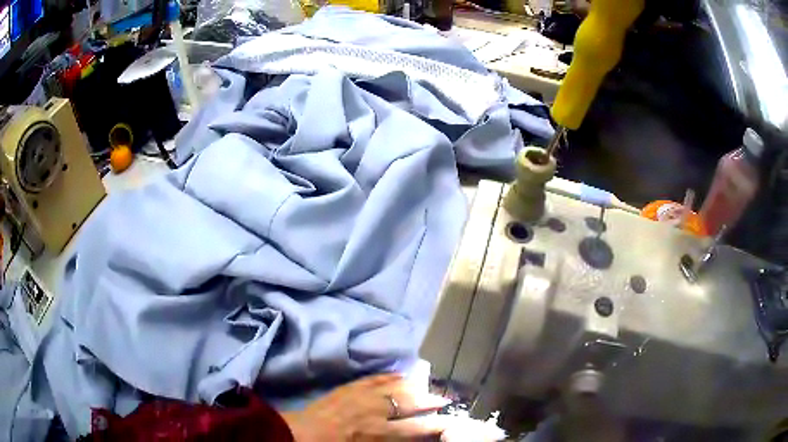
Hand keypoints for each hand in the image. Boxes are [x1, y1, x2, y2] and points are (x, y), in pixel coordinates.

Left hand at [282, 373, 450, 440]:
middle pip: (409, 403)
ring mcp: (361, 396)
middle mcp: (375, 412)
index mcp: (378, 432)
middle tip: (444, 399)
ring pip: (394, 387)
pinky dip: (389, 375)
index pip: (415, 428)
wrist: (301, 434)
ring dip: (413, 386)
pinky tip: (399, 374)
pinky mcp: (349, 387)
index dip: (434, 424)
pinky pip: (374, 378)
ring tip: (425, 385)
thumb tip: (407, 437)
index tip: (448, 421)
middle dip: (429, 401)